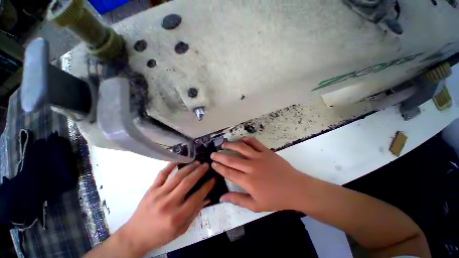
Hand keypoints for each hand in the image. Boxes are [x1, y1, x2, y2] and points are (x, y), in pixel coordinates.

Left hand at [118, 162, 214, 255]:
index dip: (207, 186)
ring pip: (177, 176)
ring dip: (189, 167)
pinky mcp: (151, 189)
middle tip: (206, 165)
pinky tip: (179, 160)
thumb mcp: (181, 229)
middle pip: (187, 182)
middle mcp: (169, 203)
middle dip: (199, 172)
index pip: (197, 197)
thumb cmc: (161, 234)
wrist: (136, 235)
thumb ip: (195, 213)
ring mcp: (158, 194)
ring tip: (197, 162)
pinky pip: (162, 174)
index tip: (213, 178)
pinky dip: (170, 165)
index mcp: (177, 216)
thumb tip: (207, 198)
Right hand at [210, 137, 308, 211]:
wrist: (295, 189)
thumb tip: (221, 197)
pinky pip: (254, 142)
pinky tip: (241, 140)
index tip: (212, 163)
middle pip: (231, 159)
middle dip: (220, 156)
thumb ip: (237, 200)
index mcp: (248, 181)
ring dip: (230, 145)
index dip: (219, 167)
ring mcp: (259, 157)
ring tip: (223, 144)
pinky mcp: (266, 152)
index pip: (229, 172)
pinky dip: (246, 139)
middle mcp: (251, 167)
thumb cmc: (275, 199)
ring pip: (241, 148)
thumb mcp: (255, 205)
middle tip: (213, 154)